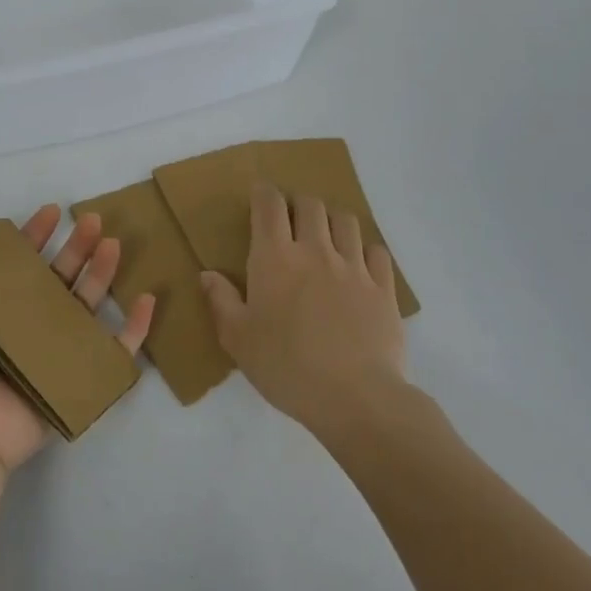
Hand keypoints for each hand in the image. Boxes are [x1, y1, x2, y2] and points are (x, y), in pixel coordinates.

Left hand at [0, 197, 153, 474]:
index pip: (17, 262)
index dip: (34, 235)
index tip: (52, 211)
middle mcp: (21, 325)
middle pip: (57, 278)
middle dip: (75, 247)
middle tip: (93, 220)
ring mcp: (51, 353)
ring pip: (86, 305)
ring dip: (102, 273)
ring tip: (113, 245)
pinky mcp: (76, 380)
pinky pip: (113, 351)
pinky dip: (134, 328)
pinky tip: (146, 298)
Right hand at [200, 181, 407, 447]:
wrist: (356, 397)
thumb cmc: (286, 367)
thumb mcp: (238, 339)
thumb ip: (221, 301)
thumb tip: (207, 274)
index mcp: (275, 258)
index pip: (269, 205)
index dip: (263, 193)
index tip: (259, 195)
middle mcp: (315, 251)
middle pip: (310, 204)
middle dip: (298, 204)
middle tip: (290, 220)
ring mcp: (354, 267)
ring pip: (346, 221)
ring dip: (332, 220)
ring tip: (325, 236)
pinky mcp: (384, 288)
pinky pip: (377, 251)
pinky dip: (365, 250)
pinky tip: (358, 265)